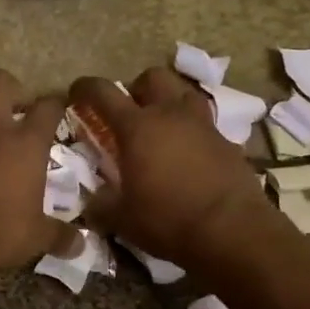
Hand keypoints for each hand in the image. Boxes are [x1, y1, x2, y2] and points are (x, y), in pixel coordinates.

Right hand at [70, 68, 270, 268]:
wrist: (233, 232)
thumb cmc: (169, 220)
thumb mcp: (122, 218)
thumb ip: (101, 205)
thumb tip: (90, 203)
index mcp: (137, 127)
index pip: (103, 92)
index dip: (85, 87)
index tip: (76, 92)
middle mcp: (170, 114)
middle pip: (152, 77)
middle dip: (136, 88)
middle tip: (129, 112)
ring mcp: (203, 125)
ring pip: (184, 91)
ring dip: (169, 100)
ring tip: (162, 125)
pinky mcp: (227, 141)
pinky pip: (205, 122)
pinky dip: (192, 130)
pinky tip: (189, 153)